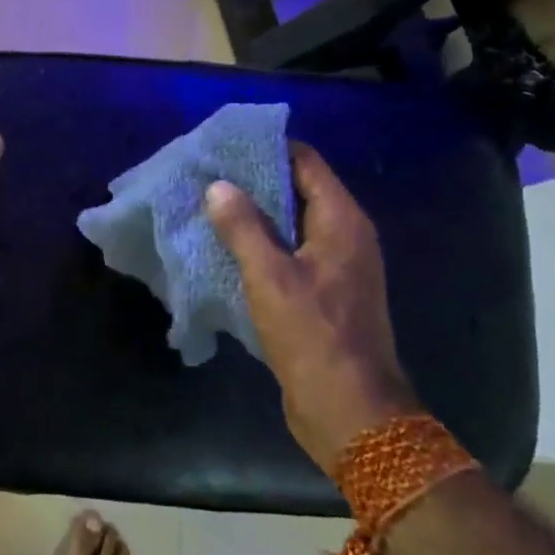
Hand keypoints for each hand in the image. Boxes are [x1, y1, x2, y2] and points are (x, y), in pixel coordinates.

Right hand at [205, 141, 418, 473]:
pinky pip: (288, 254)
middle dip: (253, 180)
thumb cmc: (313, 336)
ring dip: (253, 216)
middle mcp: (344, 237)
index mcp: (341, 221)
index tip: (224, 144)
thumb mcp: (270, 277)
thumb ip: (243, 227)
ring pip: (290, 225)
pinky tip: (224, 249)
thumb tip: (218, 186)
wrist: (349, 410)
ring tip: (207, 206)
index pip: (306, 162)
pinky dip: (259, 246)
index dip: (267, 148)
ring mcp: (335, 267)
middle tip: (205, 173)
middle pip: (297, 190)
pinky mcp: (322, 295)